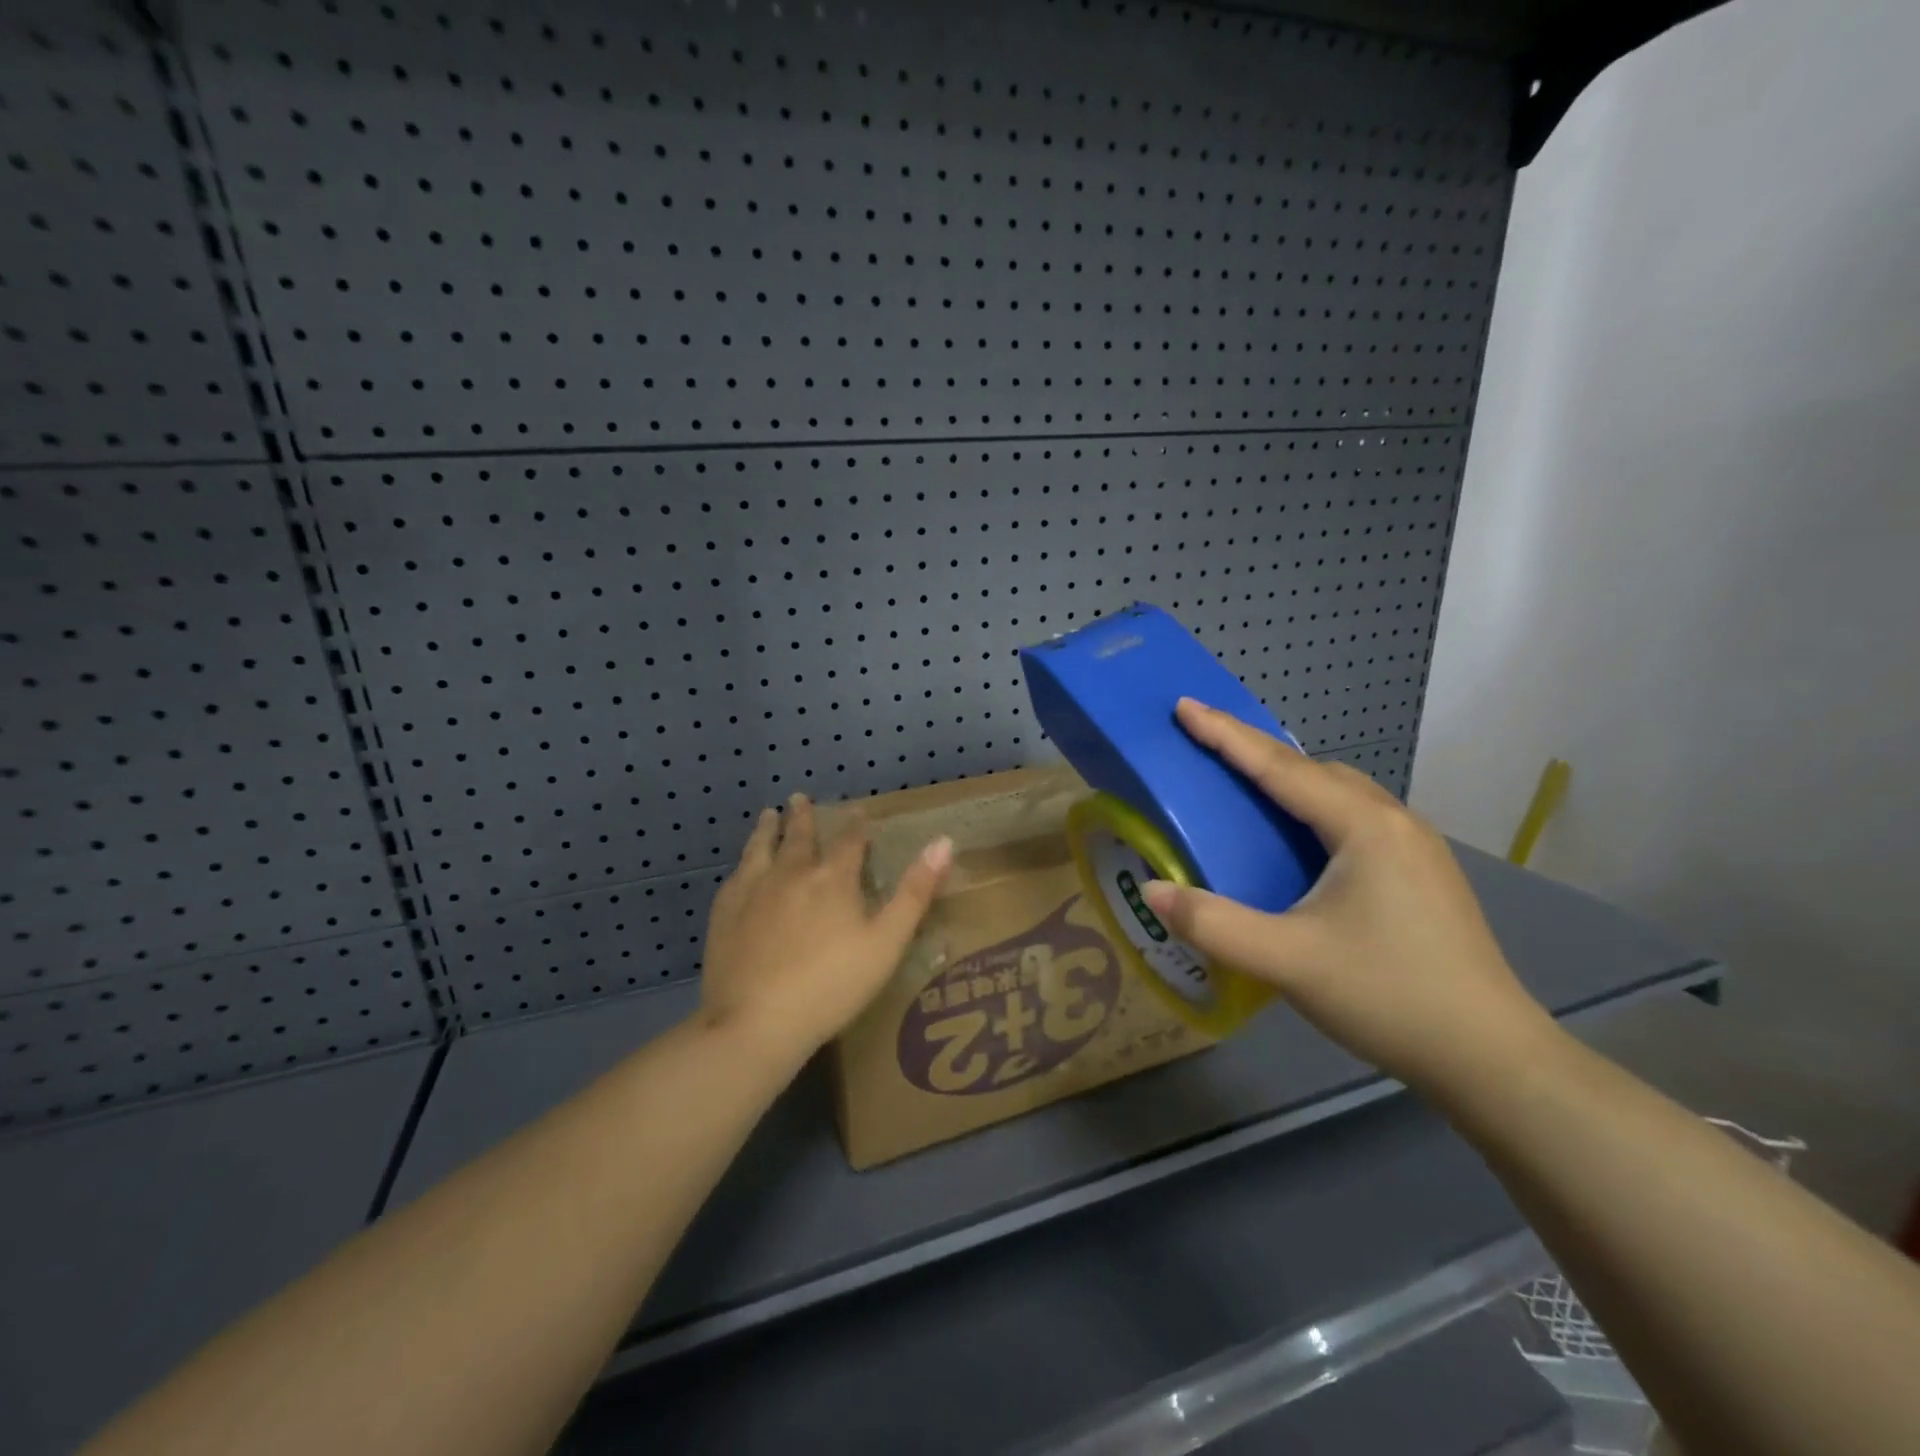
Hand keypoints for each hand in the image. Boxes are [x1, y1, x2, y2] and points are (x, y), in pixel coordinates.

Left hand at [699, 793, 953, 1058]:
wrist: (757, 1021)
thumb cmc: (832, 985)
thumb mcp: (887, 942)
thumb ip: (914, 892)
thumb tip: (943, 842)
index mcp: (833, 878)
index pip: (849, 841)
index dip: (856, 825)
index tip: (857, 811)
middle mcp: (791, 873)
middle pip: (799, 836)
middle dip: (803, 816)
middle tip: (799, 798)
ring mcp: (753, 890)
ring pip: (761, 848)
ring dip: (768, 829)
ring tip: (769, 815)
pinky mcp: (725, 912)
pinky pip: (736, 875)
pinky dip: (743, 862)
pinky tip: (742, 866)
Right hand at [1141, 700, 1556, 1091]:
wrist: (1492, 1058)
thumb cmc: (1388, 996)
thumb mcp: (1288, 961)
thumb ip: (1213, 924)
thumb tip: (1151, 891)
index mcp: (1363, 827)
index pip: (1279, 767)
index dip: (1226, 735)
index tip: (1183, 706)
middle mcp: (1393, 821)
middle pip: (1313, 769)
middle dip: (1256, 750)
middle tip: (1207, 743)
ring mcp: (1416, 847)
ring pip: (1340, 792)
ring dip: (1289, 778)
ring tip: (1247, 784)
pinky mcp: (1423, 874)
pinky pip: (1356, 817)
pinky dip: (1314, 807)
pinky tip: (1301, 838)